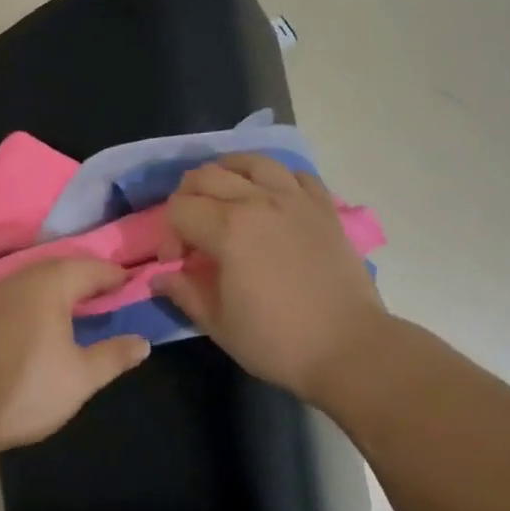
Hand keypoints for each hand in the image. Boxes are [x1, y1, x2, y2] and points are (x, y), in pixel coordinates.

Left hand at [0, 258, 150, 450]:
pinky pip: (16, 295)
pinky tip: (39, 322)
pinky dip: (35, 300)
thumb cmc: (26, 387)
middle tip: (107, 293)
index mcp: (50, 284)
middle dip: (86, 277)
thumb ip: (114, 356)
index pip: (91, 268)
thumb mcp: (81, 378)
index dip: (115, 275)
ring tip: (77, 306)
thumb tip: (143, 343)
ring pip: (35, 280)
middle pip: (61, 268)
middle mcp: (20, 279)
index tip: (132, 284)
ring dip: (58, 288)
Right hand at [155, 155, 390, 404]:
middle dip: (187, 198)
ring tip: (224, 197)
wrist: (349, 349)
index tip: (175, 263)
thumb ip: (184, 292)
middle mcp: (259, 201)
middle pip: (207, 176)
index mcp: (228, 229)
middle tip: (191, 230)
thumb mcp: (218, 324)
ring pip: (251, 162)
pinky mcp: (324, 208)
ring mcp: (296, 200)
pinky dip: (275, 178)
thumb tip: (160, 277)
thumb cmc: (277, 342)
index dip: (168, 235)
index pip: (179, 209)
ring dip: (228, 173)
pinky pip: (295, 174)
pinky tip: (271, 198)